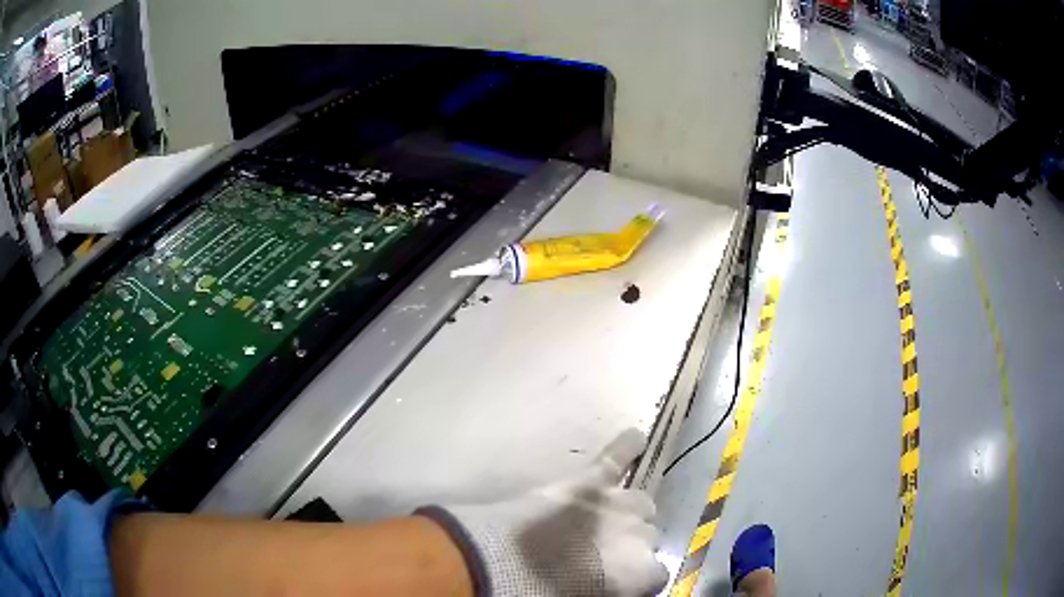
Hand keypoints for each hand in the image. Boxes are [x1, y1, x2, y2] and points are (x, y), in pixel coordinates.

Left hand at [419, 428, 668, 595]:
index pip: (656, 573)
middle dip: (629, 543)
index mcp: (643, 572)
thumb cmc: (548, 593)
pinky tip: (636, 438)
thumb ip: (615, 590)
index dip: (636, 577)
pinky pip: (615, 457)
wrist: (510, 567)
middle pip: (647, 536)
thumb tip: (616, 585)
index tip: (618, 580)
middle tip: (601, 553)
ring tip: (607, 517)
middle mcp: (641, 535)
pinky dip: (626, 447)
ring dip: (627, 511)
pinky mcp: (590, 482)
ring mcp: (617, 504)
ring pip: (640, 502)